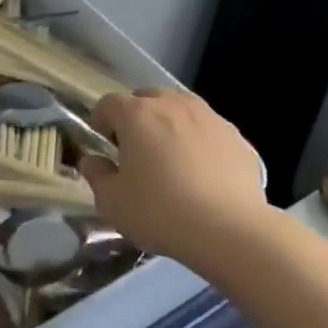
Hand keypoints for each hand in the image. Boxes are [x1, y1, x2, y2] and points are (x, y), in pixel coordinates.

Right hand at [78, 89, 268, 261]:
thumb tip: (92, 161)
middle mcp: (173, 104)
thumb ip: (97, 175)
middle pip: (148, 97)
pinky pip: (208, 129)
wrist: (229, 229)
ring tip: (170, 154)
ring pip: (181, 108)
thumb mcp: (113, 202)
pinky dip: (199, 140)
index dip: (101, 118)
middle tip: (135, 146)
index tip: (102, 139)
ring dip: (170, 122)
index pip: (109, 103)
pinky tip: (202, 170)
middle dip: (137, 115)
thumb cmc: (160, 211)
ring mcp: (209, 117)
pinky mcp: (236, 136)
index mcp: (137, 114)